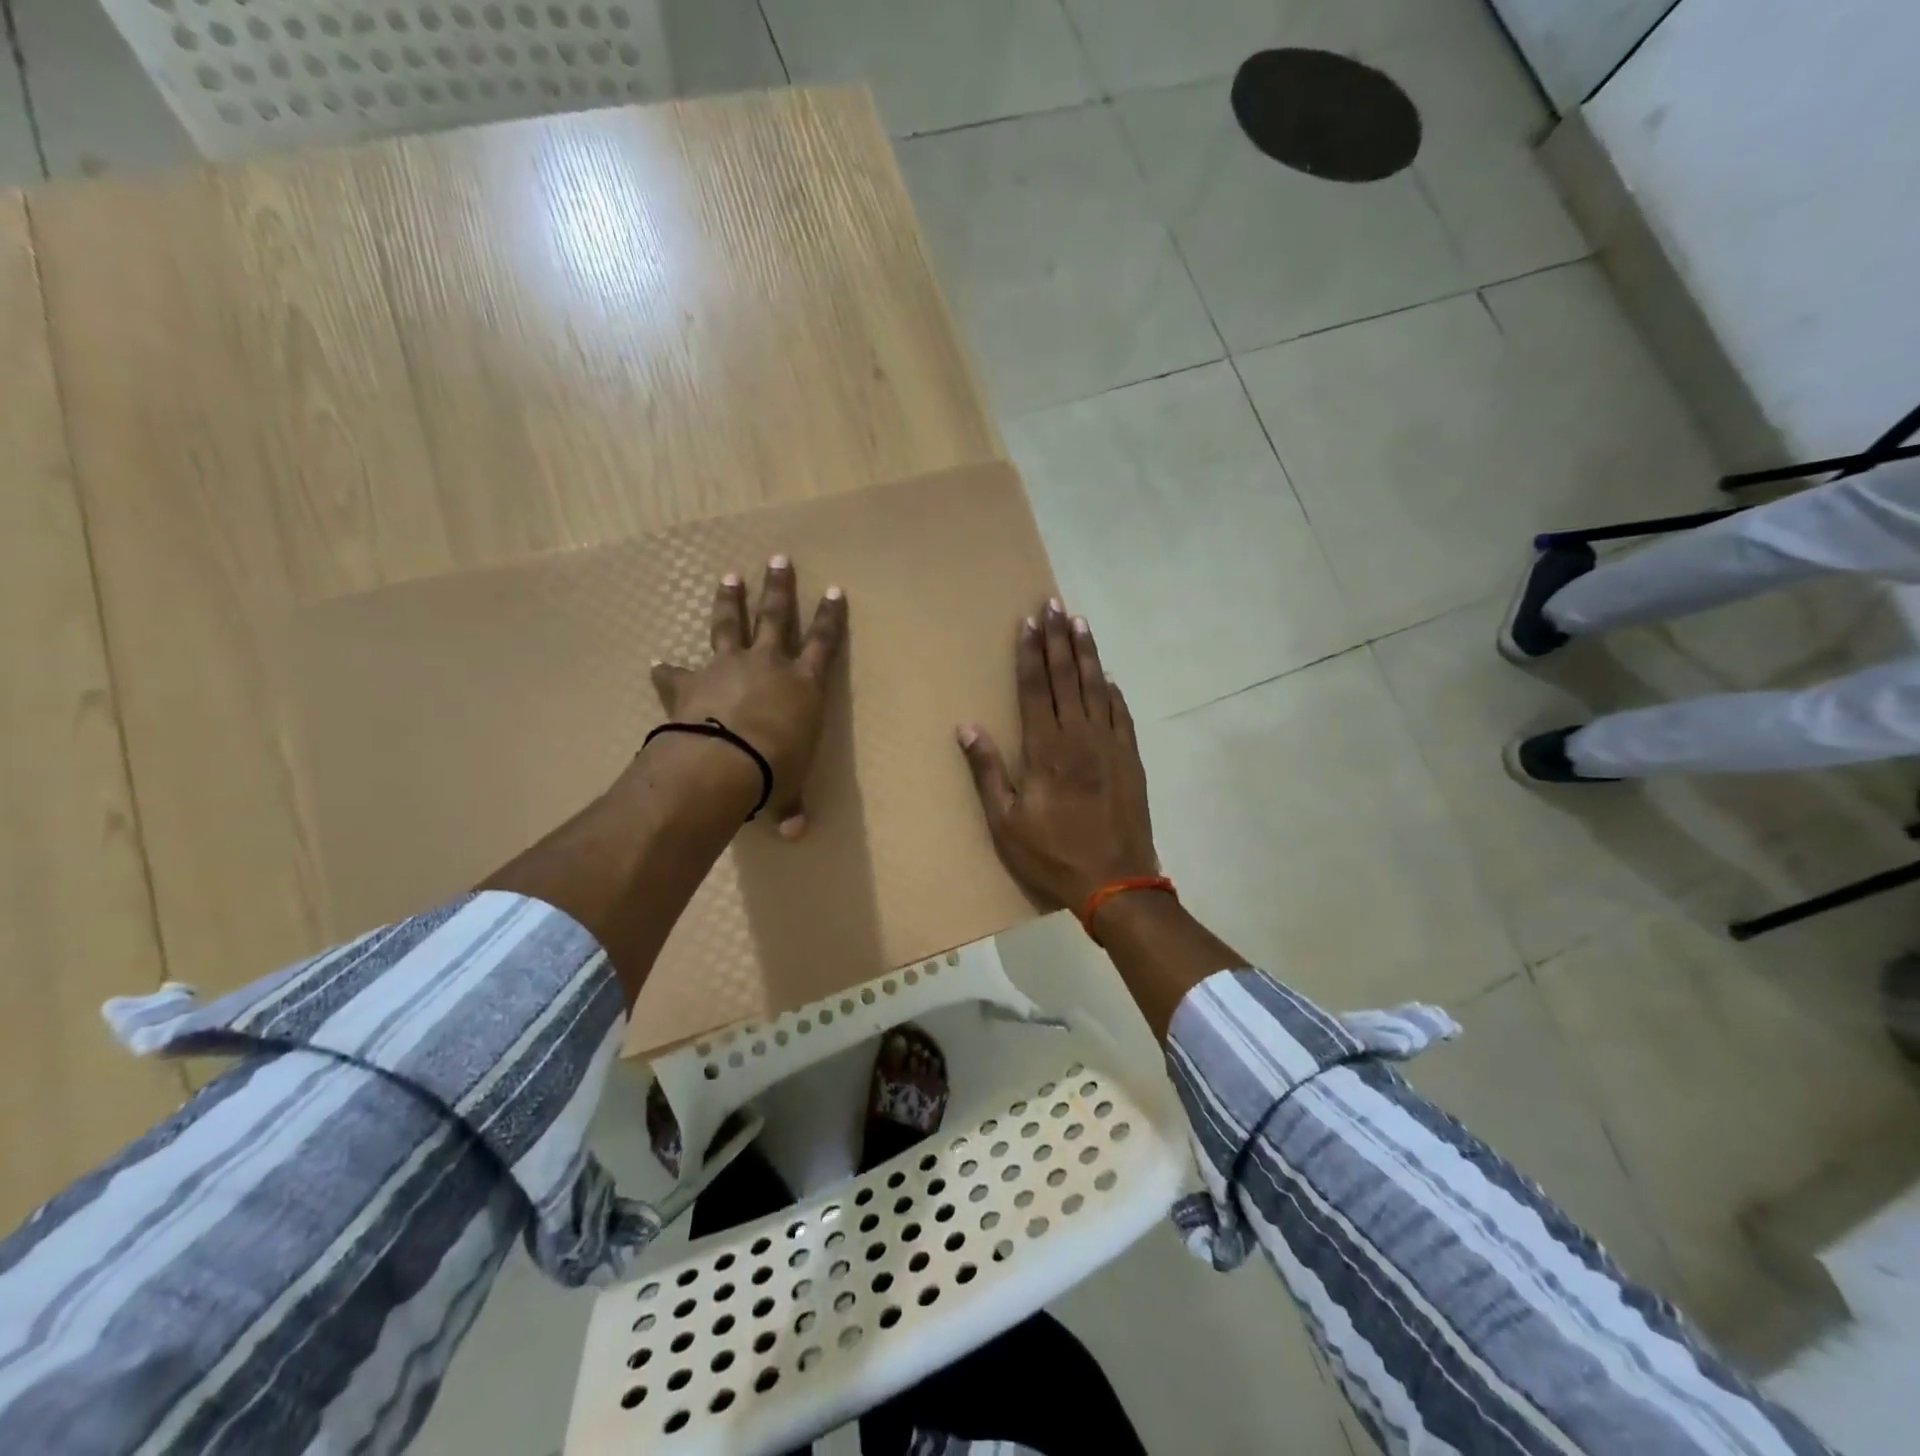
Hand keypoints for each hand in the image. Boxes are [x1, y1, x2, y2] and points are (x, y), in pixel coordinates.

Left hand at [650, 556, 846, 837]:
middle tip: (777, 560)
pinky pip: (677, 672)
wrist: (723, 763)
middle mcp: (768, 665)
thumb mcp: (786, 790)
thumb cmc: (773, 772)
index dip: (830, 617)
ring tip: (728, 576)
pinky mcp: (690, 681)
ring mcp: (727, 667)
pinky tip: (658, 663)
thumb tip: (793, 832)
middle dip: (779, 588)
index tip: (834, 590)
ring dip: (729, 601)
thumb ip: (788, 805)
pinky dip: (668, 670)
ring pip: (729, 625)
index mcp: (803, 685)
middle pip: (775, 617)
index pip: (824, 643)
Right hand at [957, 599, 1158, 911]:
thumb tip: (967, 726)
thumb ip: (987, 771)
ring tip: (1080, 623)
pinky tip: (1108, 676)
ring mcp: (1109, 745)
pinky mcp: (1131, 758)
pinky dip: (1113, 691)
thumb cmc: (1052, 853)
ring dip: (1087, 654)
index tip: (1028, 622)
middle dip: (1057, 639)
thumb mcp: (1005, 821)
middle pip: (1066, 677)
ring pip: (1096, 687)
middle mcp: (1079, 736)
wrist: (1115, 880)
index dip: (1030, 653)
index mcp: (1045, 749)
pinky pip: (1121, 714)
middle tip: (1053, 605)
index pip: (1036, 688)